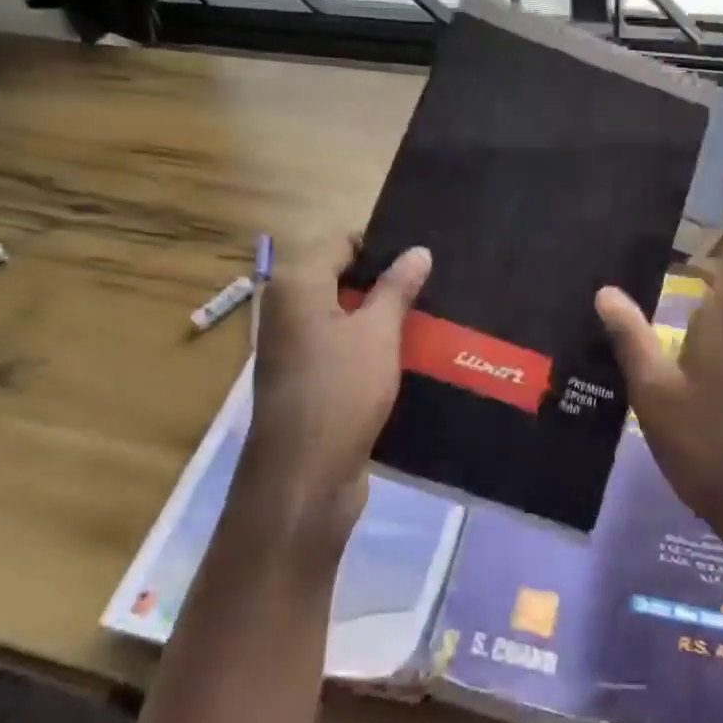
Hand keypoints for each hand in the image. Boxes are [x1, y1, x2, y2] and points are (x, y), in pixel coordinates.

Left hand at [232, 236, 431, 561]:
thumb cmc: (340, 390)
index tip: (422, 255)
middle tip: (435, 283)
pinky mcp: (306, 381)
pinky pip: (341, 348)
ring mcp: (293, 349)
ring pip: (344, 317)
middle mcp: (287, 311)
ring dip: (381, 317)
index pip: (341, 243)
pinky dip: (369, 346)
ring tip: (431, 315)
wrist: (304, 479)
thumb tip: (418, 250)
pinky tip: (408, 353)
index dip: (381, 246)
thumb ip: (397, 287)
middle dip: (385, 282)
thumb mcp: (377, 332)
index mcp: (297, 286)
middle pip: (341, 279)